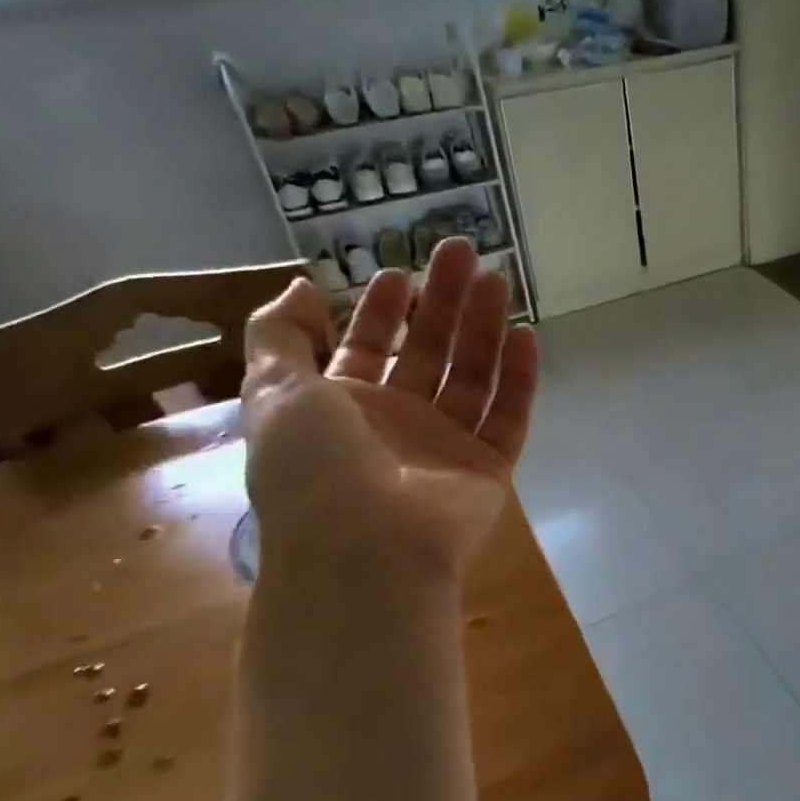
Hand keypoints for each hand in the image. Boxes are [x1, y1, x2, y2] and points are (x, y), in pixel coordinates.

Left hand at [241, 238, 539, 578]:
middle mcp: (398, 423)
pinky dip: (518, 377)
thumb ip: (280, 335)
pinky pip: (509, 415)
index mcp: (343, 408)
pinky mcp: (489, 467)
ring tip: (496, 279)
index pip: (367, 347)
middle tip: (461, 252)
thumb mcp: (274, 391)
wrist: (367, 549)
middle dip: (441, 301)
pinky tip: (525, 334)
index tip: (400, 270)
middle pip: (426, 351)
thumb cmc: (315, 467)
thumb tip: (299, 289)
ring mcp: (447, 446)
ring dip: (483, 328)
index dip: (381, 310)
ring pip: (472, 376)